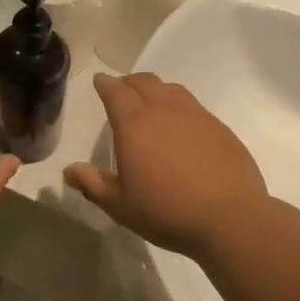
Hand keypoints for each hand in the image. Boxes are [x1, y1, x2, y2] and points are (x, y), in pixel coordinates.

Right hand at [64, 73, 267, 260]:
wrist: (230, 218)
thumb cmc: (166, 211)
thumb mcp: (120, 205)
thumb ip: (93, 184)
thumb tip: (69, 170)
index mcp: (134, 123)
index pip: (115, 91)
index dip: (105, 84)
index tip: (100, 82)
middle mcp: (165, 110)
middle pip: (145, 82)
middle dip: (129, 83)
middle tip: (122, 91)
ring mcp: (197, 116)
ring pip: (172, 90)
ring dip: (156, 90)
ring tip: (152, 104)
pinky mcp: (220, 128)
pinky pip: (194, 107)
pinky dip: (180, 108)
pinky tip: (182, 128)